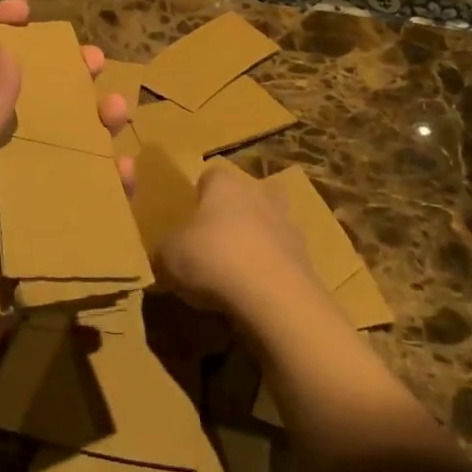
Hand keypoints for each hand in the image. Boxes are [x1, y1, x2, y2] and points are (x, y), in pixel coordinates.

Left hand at [0, 0, 130, 397]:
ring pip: (64, 148)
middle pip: (31, 105)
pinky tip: (123, 171)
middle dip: (63, 79)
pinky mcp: (43, 231)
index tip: (25, 11)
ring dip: (93, 125)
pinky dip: (105, 186)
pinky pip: (81, 202)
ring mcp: (18, 194)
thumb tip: (7, 53)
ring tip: (116, 109)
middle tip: (93, 59)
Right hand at [154, 161, 314, 319]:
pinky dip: (269, 269)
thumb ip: (165, 249)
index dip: (198, 196)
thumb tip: (166, 254)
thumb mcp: (167, 256)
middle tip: (212, 244)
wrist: (274, 296)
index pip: (209, 176)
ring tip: (234, 273)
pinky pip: (280, 256)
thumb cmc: (213, 260)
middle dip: (232, 214)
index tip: (188, 221)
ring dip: (254, 241)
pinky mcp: (305, 255)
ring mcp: (287, 222)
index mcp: (225, 183)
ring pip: (267, 223)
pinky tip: (254, 293)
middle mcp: (259, 192)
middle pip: (244, 195)